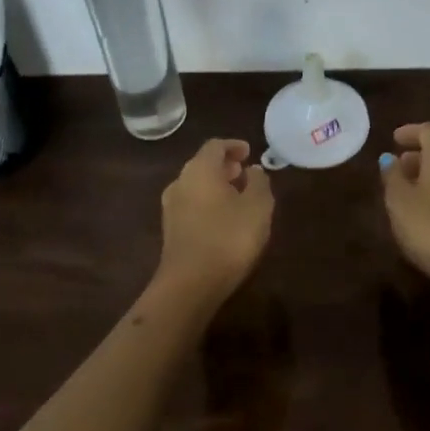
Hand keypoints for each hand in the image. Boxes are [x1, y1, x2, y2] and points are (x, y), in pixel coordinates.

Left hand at [158, 139, 274, 303]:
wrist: (189, 284)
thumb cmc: (228, 238)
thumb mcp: (258, 207)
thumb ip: (259, 182)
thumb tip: (253, 170)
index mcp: (200, 169)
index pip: (215, 146)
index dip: (234, 146)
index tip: (249, 152)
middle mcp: (180, 181)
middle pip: (203, 164)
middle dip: (225, 166)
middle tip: (245, 173)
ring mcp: (171, 207)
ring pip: (196, 185)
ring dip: (216, 185)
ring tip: (238, 197)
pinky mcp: (170, 230)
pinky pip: (192, 204)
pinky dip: (208, 202)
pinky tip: (224, 219)